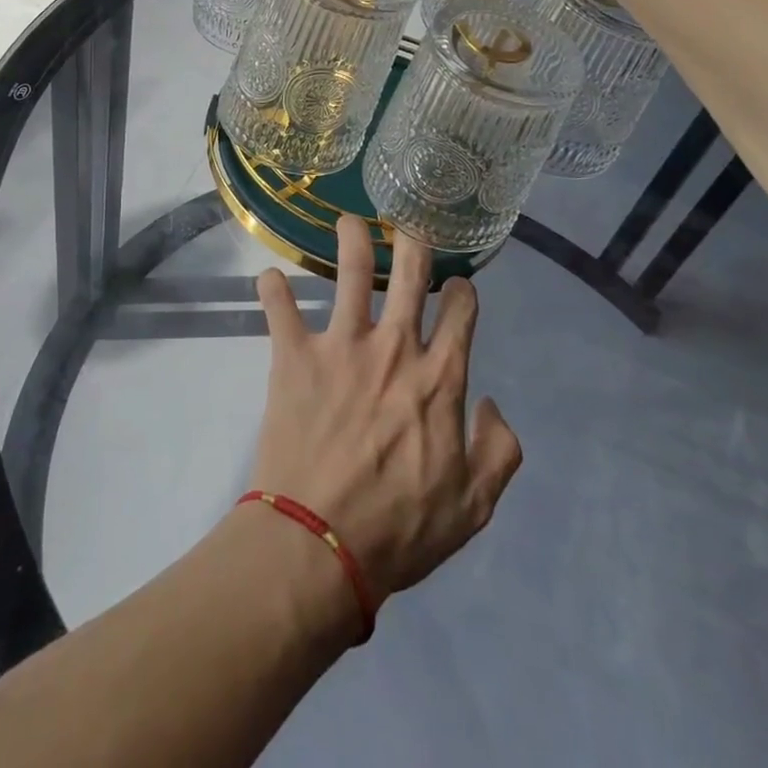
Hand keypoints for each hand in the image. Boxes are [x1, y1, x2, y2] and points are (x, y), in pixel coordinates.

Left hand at [248, 215, 523, 606]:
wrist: (319, 544)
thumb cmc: (399, 529)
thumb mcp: (473, 508)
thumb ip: (498, 451)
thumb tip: (491, 402)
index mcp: (439, 377)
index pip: (461, 310)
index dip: (462, 290)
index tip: (456, 287)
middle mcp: (394, 346)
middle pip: (410, 271)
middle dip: (414, 241)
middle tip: (408, 229)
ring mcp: (341, 345)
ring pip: (349, 270)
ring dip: (351, 238)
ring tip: (349, 222)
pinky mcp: (294, 354)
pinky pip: (279, 307)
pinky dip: (272, 288)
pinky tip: (268, 277)